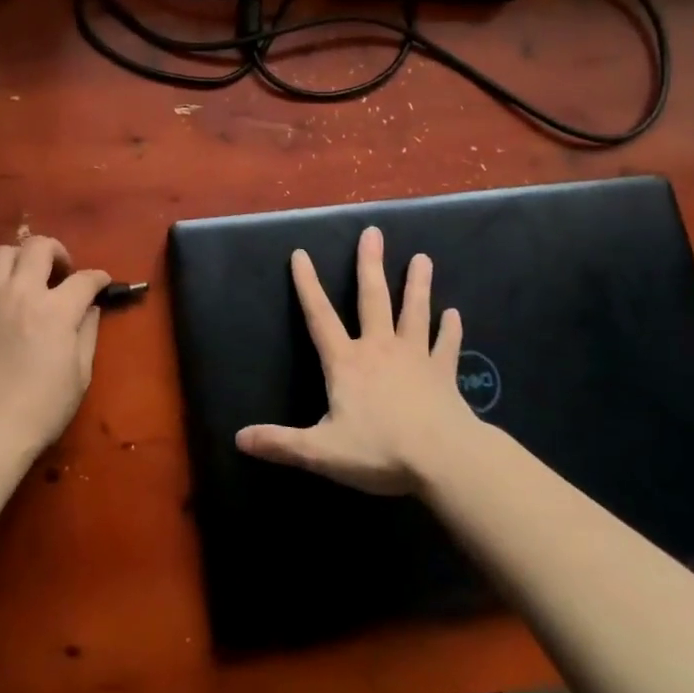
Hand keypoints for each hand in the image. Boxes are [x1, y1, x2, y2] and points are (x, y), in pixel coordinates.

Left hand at [0, 235, 110, 457]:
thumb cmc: (43, 407)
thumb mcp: (80, 373)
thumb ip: (88, 332)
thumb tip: (90, 309)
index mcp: (55, 309)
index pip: (84, 278)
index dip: (99, 278)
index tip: (102, 283)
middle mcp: (21, 293)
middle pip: (38, 246)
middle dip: (57, 251)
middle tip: (62, 272)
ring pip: (2, 253)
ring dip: (22, 259)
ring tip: (29, 278)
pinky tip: (4, 304)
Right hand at [235, 226, 471, 495]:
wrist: (445, 460)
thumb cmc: (380, 450)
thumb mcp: (321, 451)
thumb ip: (280, 443)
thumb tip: (239, 438)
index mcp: (346, 362)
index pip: (320, 316)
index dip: (307, 285)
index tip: (300, 254)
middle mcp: (379, 349)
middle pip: (373, 299)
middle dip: (369, 265)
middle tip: (373, 232)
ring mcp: (415, 358)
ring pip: (414, 312)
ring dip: (417, 285)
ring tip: (422, 258)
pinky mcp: (444, 374)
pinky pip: (446, 346)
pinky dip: (450, 330)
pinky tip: (454, 314)